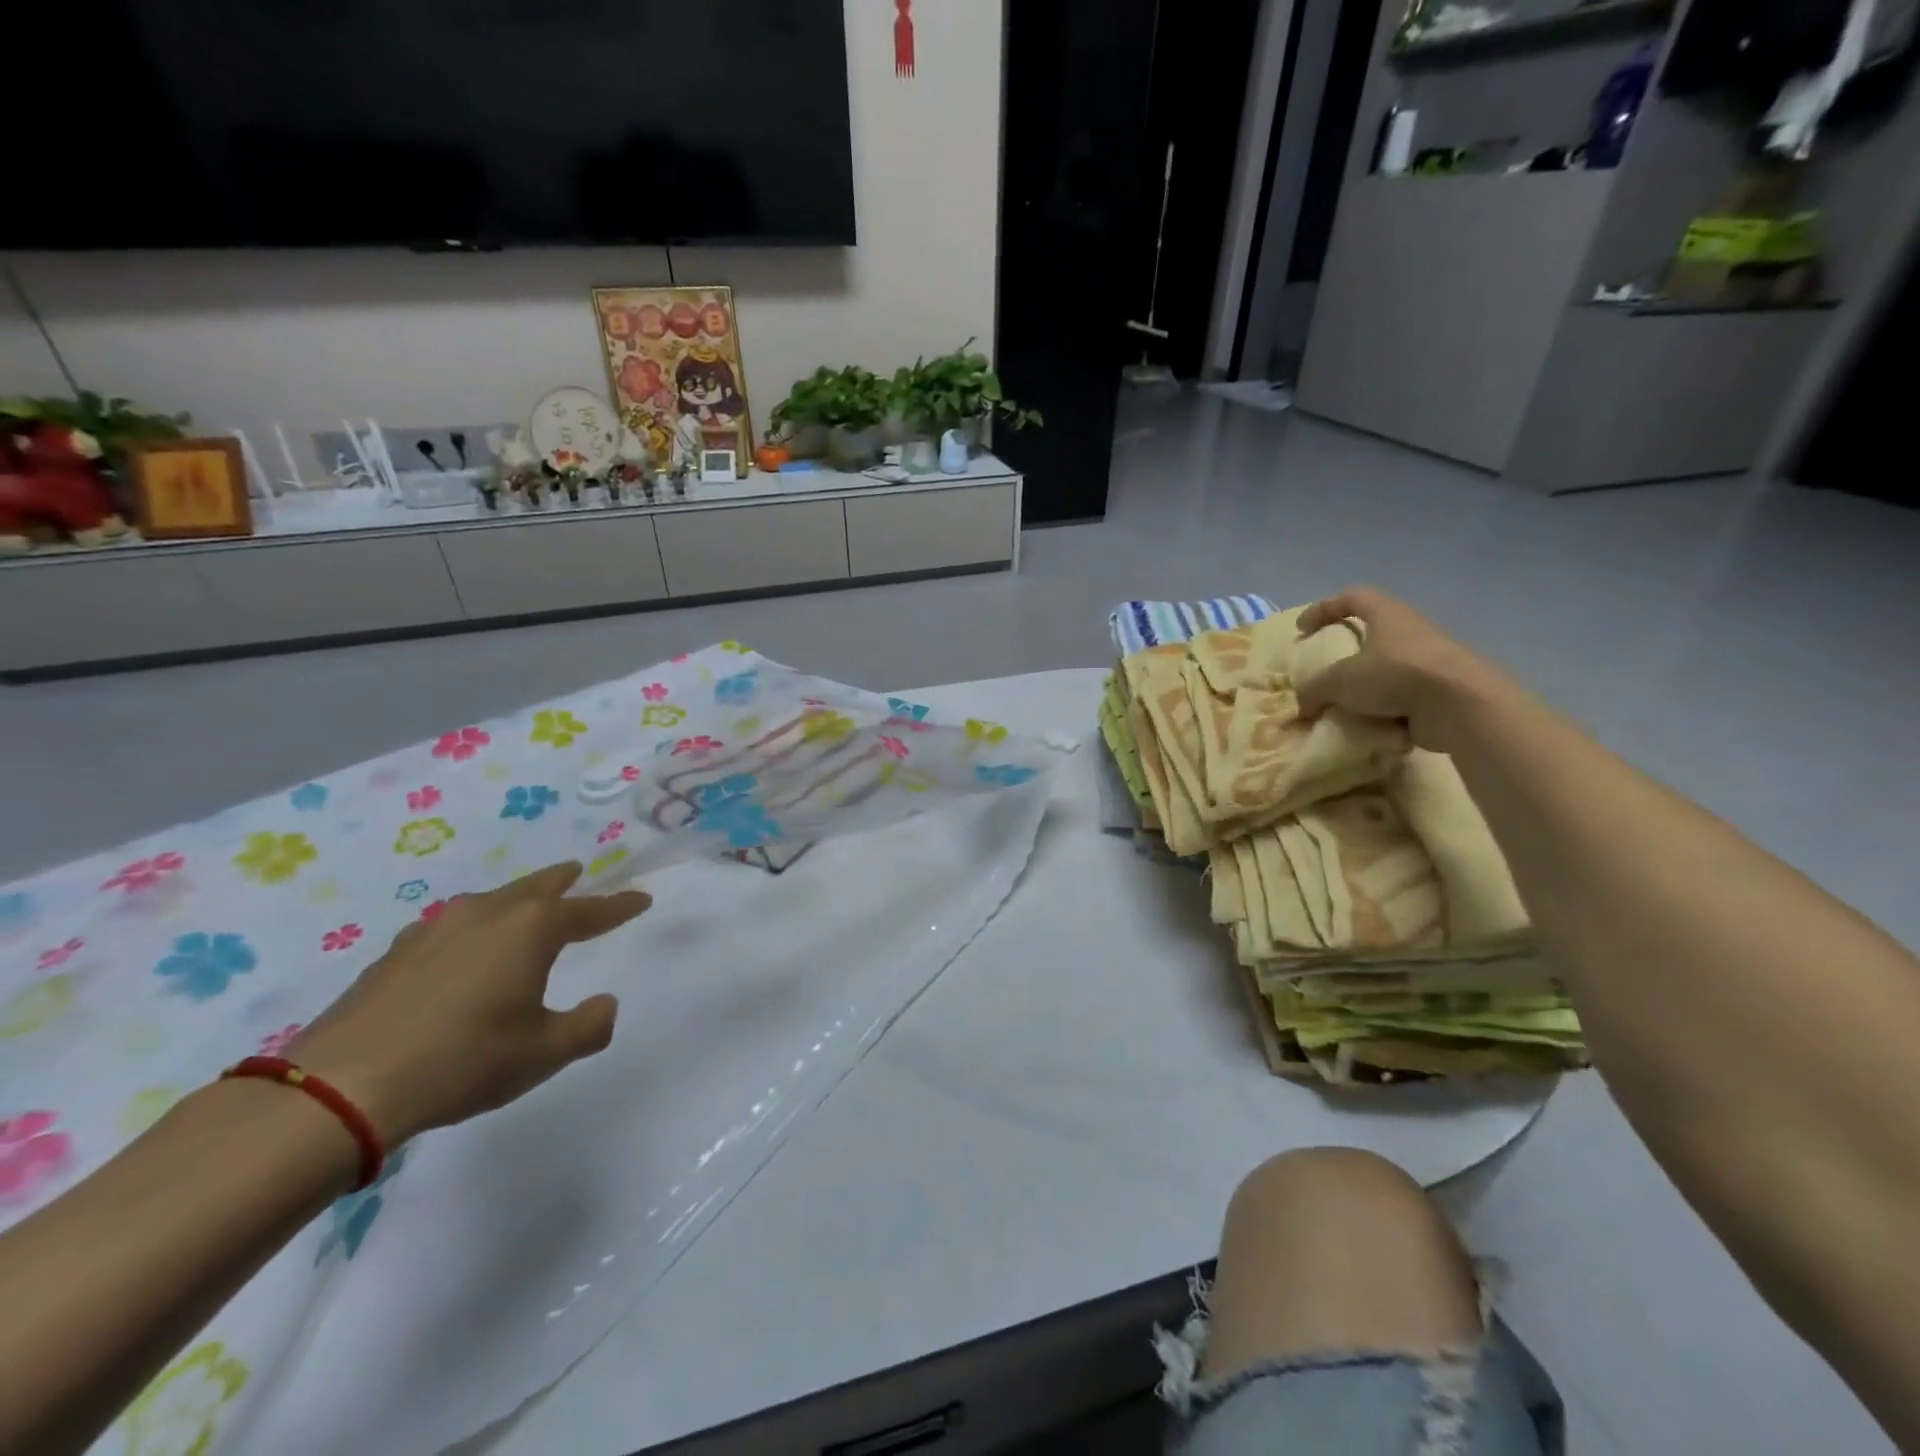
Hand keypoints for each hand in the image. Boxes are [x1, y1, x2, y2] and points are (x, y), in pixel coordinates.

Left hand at [289, 863, 650, 1147]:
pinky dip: (473, 929)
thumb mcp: (545, 1053)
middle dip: (562, 880)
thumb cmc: (464, 1061)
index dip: (620, 906)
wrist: (342, 1087)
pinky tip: (463, 950)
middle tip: (578, 871)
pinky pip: (451, 927)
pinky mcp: (396, 953)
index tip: (642, 899)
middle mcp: (487, 915)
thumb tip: (605, 1004)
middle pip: (536, 887)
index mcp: (531, 929)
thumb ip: (588, 1026)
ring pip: (490, 902)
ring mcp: (435, 929)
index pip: (590, 910)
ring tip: (524, 907)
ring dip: (515, 900)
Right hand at [1295, 587, 1509, 750]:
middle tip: (1326, 673)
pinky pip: (1403, 698)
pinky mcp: (1441, 690)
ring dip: (1365, 688)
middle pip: (1372, 633)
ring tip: (1345, 708)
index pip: (1352, 597)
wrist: (1461, 706)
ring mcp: (1430, 661)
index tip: (1302, 630)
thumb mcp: (1339, 681)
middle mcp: (1411, 631)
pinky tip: (1371, 728)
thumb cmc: (1395, 675)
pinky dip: (1385, 711)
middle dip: (1346, 655)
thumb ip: (1314, 690)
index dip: (1323, 609)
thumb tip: (1302, 706)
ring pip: (1387, 669)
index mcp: (1387, 615)